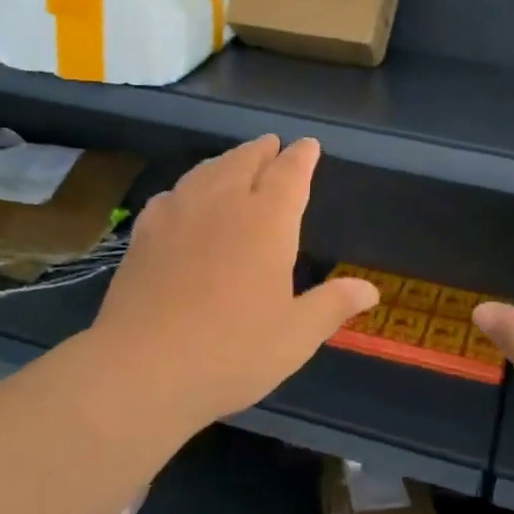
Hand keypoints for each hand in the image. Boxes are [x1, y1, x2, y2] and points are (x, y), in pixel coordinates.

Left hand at [89, 136, 377, 430]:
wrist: (143, 368)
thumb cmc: (232, 351)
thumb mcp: (296, 335)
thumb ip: (333, 305)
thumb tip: (370, 290)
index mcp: (267, 221)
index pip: (290, 173)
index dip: (302, 156)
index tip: (308, 146)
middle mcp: (223, 204)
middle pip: (245, 161)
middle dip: (263, 150)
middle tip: (272, 145)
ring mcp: (178, 214)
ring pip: (206, 171)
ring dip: (226, 161)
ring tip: (234, 162)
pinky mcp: (144, 234)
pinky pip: (172, 194)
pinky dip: (188, 187)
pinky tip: (184, 198)